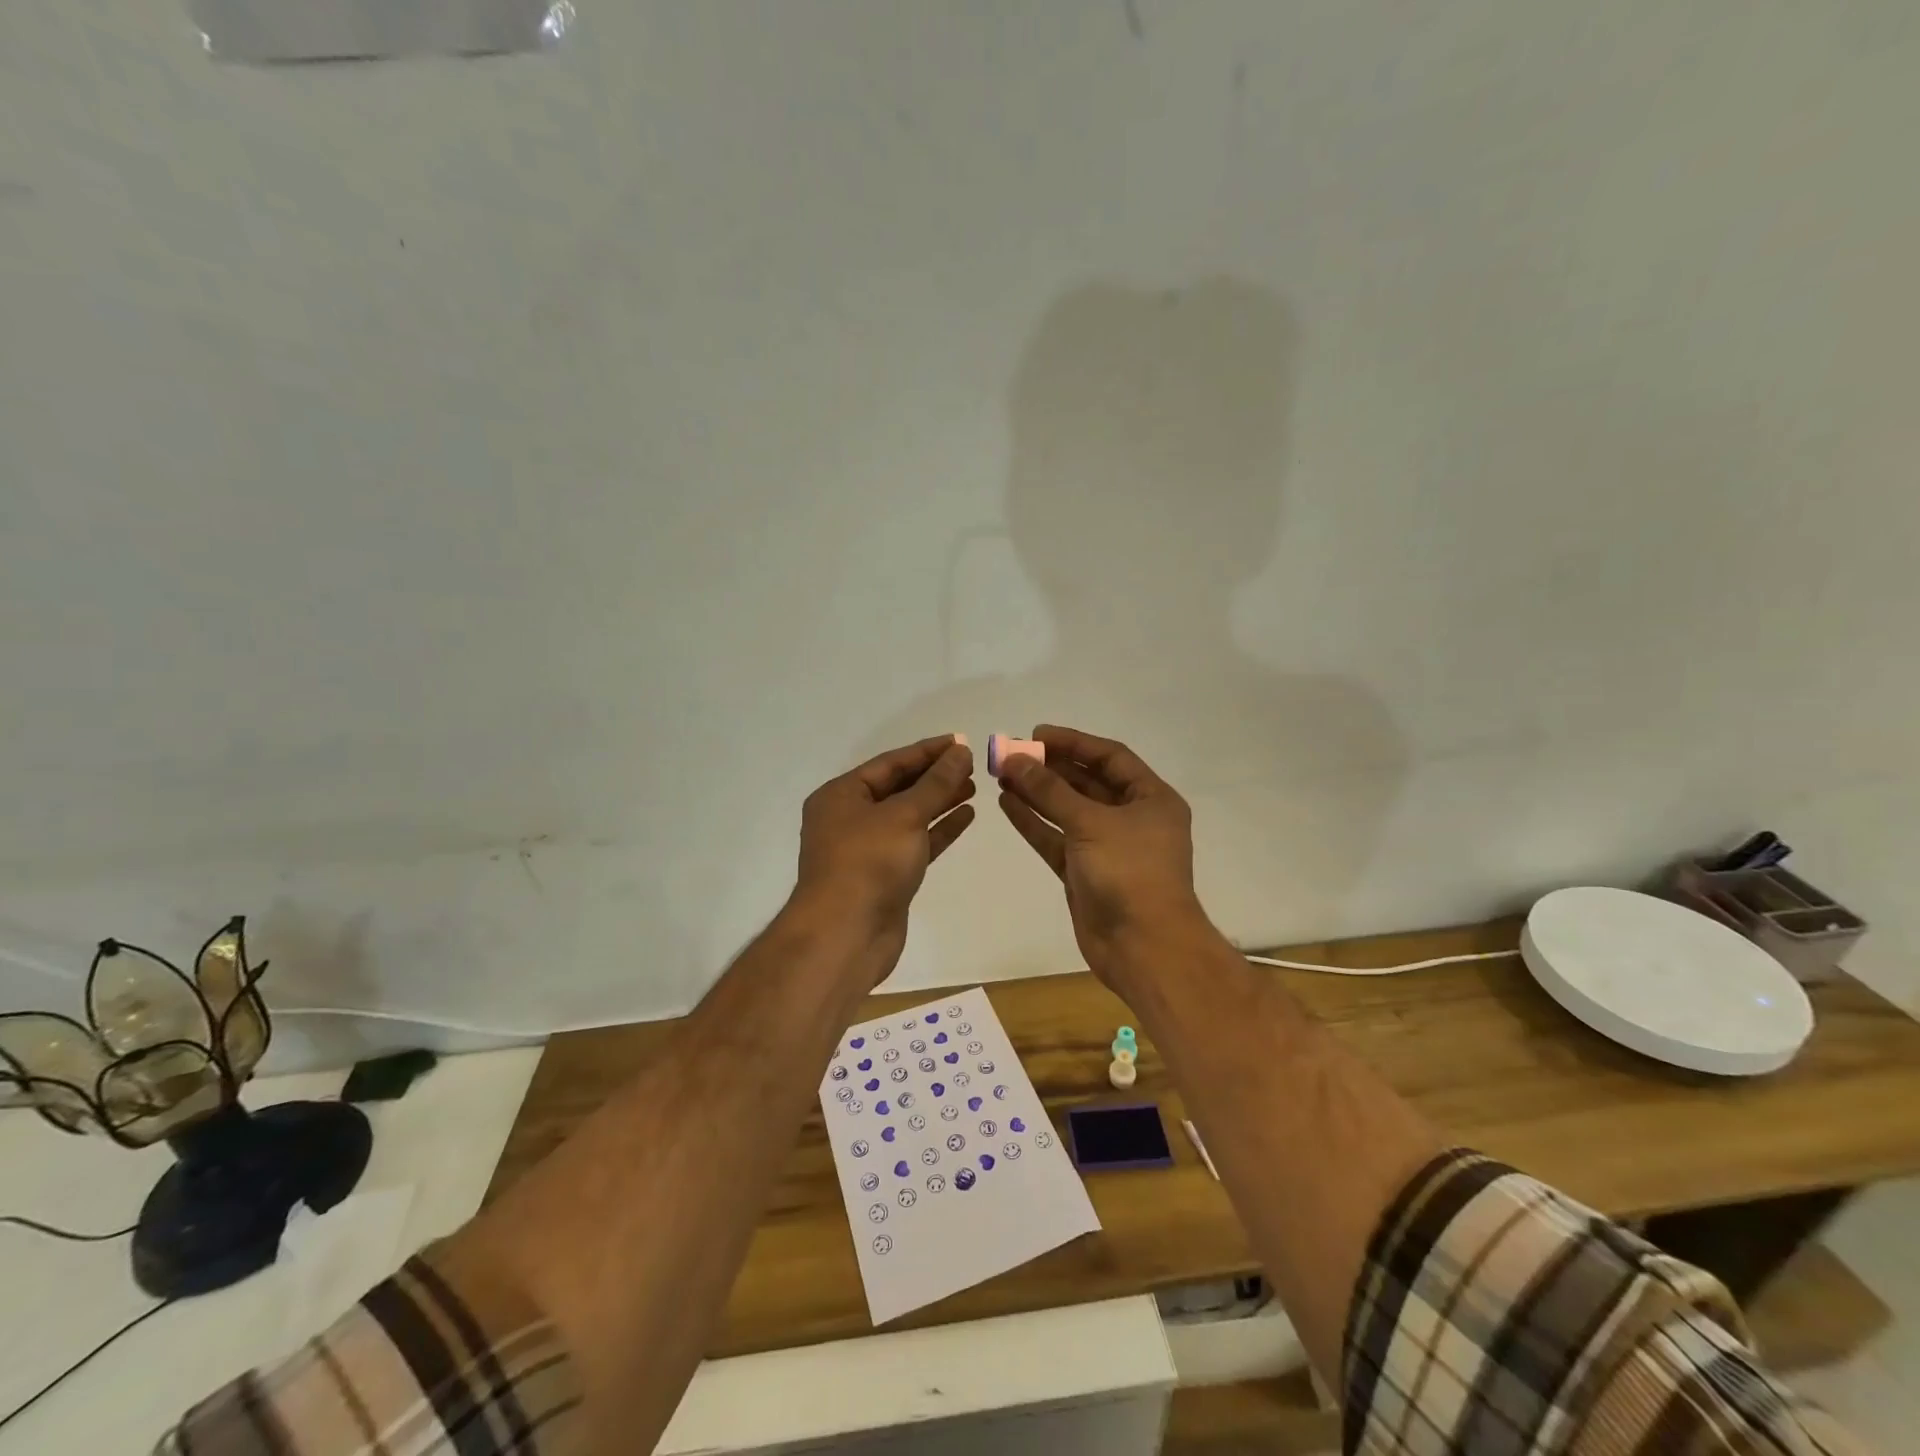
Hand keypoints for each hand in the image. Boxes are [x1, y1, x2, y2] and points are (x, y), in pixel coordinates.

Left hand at [795, 736, 975, 959]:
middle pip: (898, 788)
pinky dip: (939, 830)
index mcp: (840, 795)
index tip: (960, 742)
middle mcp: (849, 818)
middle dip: (935, 776)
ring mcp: (867, 849)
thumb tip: (960, 752)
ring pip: (909, 816)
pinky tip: (966, 816)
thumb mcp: (904, 814)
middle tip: (971, 765)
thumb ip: (936, 783)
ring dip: (940, 801)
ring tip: (974, 787)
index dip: (926, 751)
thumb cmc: (869, 862)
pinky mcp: (885, 876)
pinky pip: (915, 843)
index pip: (889, 763)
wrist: (846, 934)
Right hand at [996, 725, 1206, 980]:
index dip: (1073, 743)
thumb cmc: (1129, 873)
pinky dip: (1034, 822)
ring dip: (1037, 793)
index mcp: (1150, 799)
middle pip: (1086, 782)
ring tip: (1002, 774)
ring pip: (1067, 810)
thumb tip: (1015, 759)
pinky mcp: (1084, 872)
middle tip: (1010, 753)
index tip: (1035, 734)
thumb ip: (1050, 790)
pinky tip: (1007, 804)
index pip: (1110, 757)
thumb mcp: (1090, 823)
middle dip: (1049, 767)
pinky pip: (1056, 838)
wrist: (1143, 948)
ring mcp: (1107, 846)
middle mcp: (1131, 818)